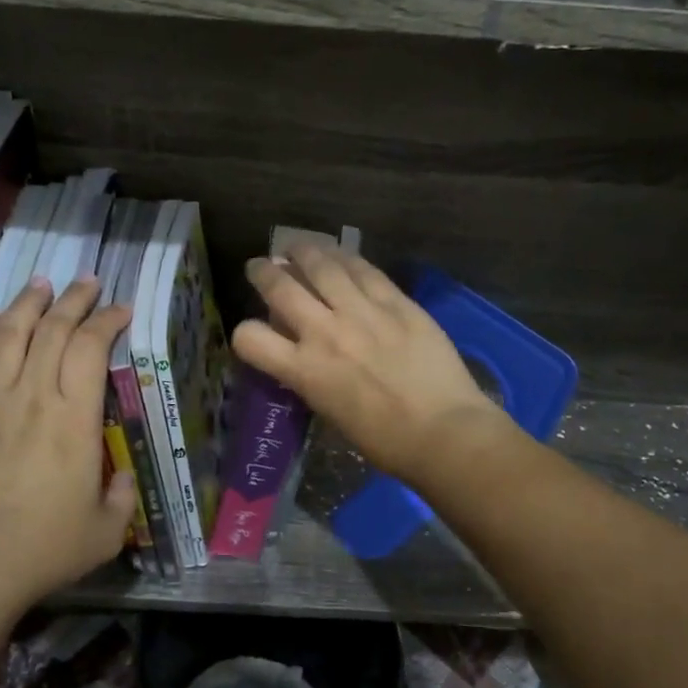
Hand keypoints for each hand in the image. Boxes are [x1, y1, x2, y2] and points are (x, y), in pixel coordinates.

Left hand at [0, 277, 137, 612]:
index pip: (91, 348)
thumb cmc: (47, 547)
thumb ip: (122, 497)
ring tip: (41, 284)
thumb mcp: (107, 530)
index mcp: (75, 419)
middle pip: (52, 330)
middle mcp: (32, 397)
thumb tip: (122, 476)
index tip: (121, 309)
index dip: (108, 320)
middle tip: (87, 283)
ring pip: (8, 334)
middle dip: (73, 300)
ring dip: (27, 303)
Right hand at [233, 243, 513, 486]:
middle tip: (260, 266)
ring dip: (303, 252)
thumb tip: (305, 354)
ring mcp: (362, 312)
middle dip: (263, 272)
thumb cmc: (385, 440)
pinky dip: (345, 258)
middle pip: (281, 287)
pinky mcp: (396, 302)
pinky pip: (364, 270)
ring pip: (322, 266)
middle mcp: (325, 333)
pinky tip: (339, 254)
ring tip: (296, 247)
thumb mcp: (330, 411)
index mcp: (304, 371)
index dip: (244, 333)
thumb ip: (311, 377)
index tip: (252, 331)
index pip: (251, 338)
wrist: (443, 432)